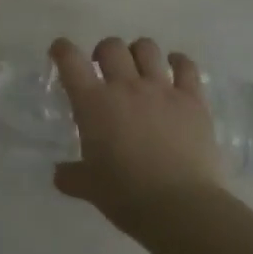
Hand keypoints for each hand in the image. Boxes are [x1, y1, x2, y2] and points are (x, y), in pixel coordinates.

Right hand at [49, 36, 226, 234]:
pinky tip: (175, 69)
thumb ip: (70, 175)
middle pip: (111, 46)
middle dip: (104, 52)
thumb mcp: (88, 187)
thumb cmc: (126, 196)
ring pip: (147, 48)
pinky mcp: (193, 100)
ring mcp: (162, 90)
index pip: (70, 60)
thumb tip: (59, 174)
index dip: (62, 50)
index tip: (61, 52)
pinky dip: (179, 63)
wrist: (181, 207)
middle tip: (104, 70)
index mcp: (93, 103)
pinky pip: (186, 66)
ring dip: (138, 53)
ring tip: (139, 69)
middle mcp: (125, 87)